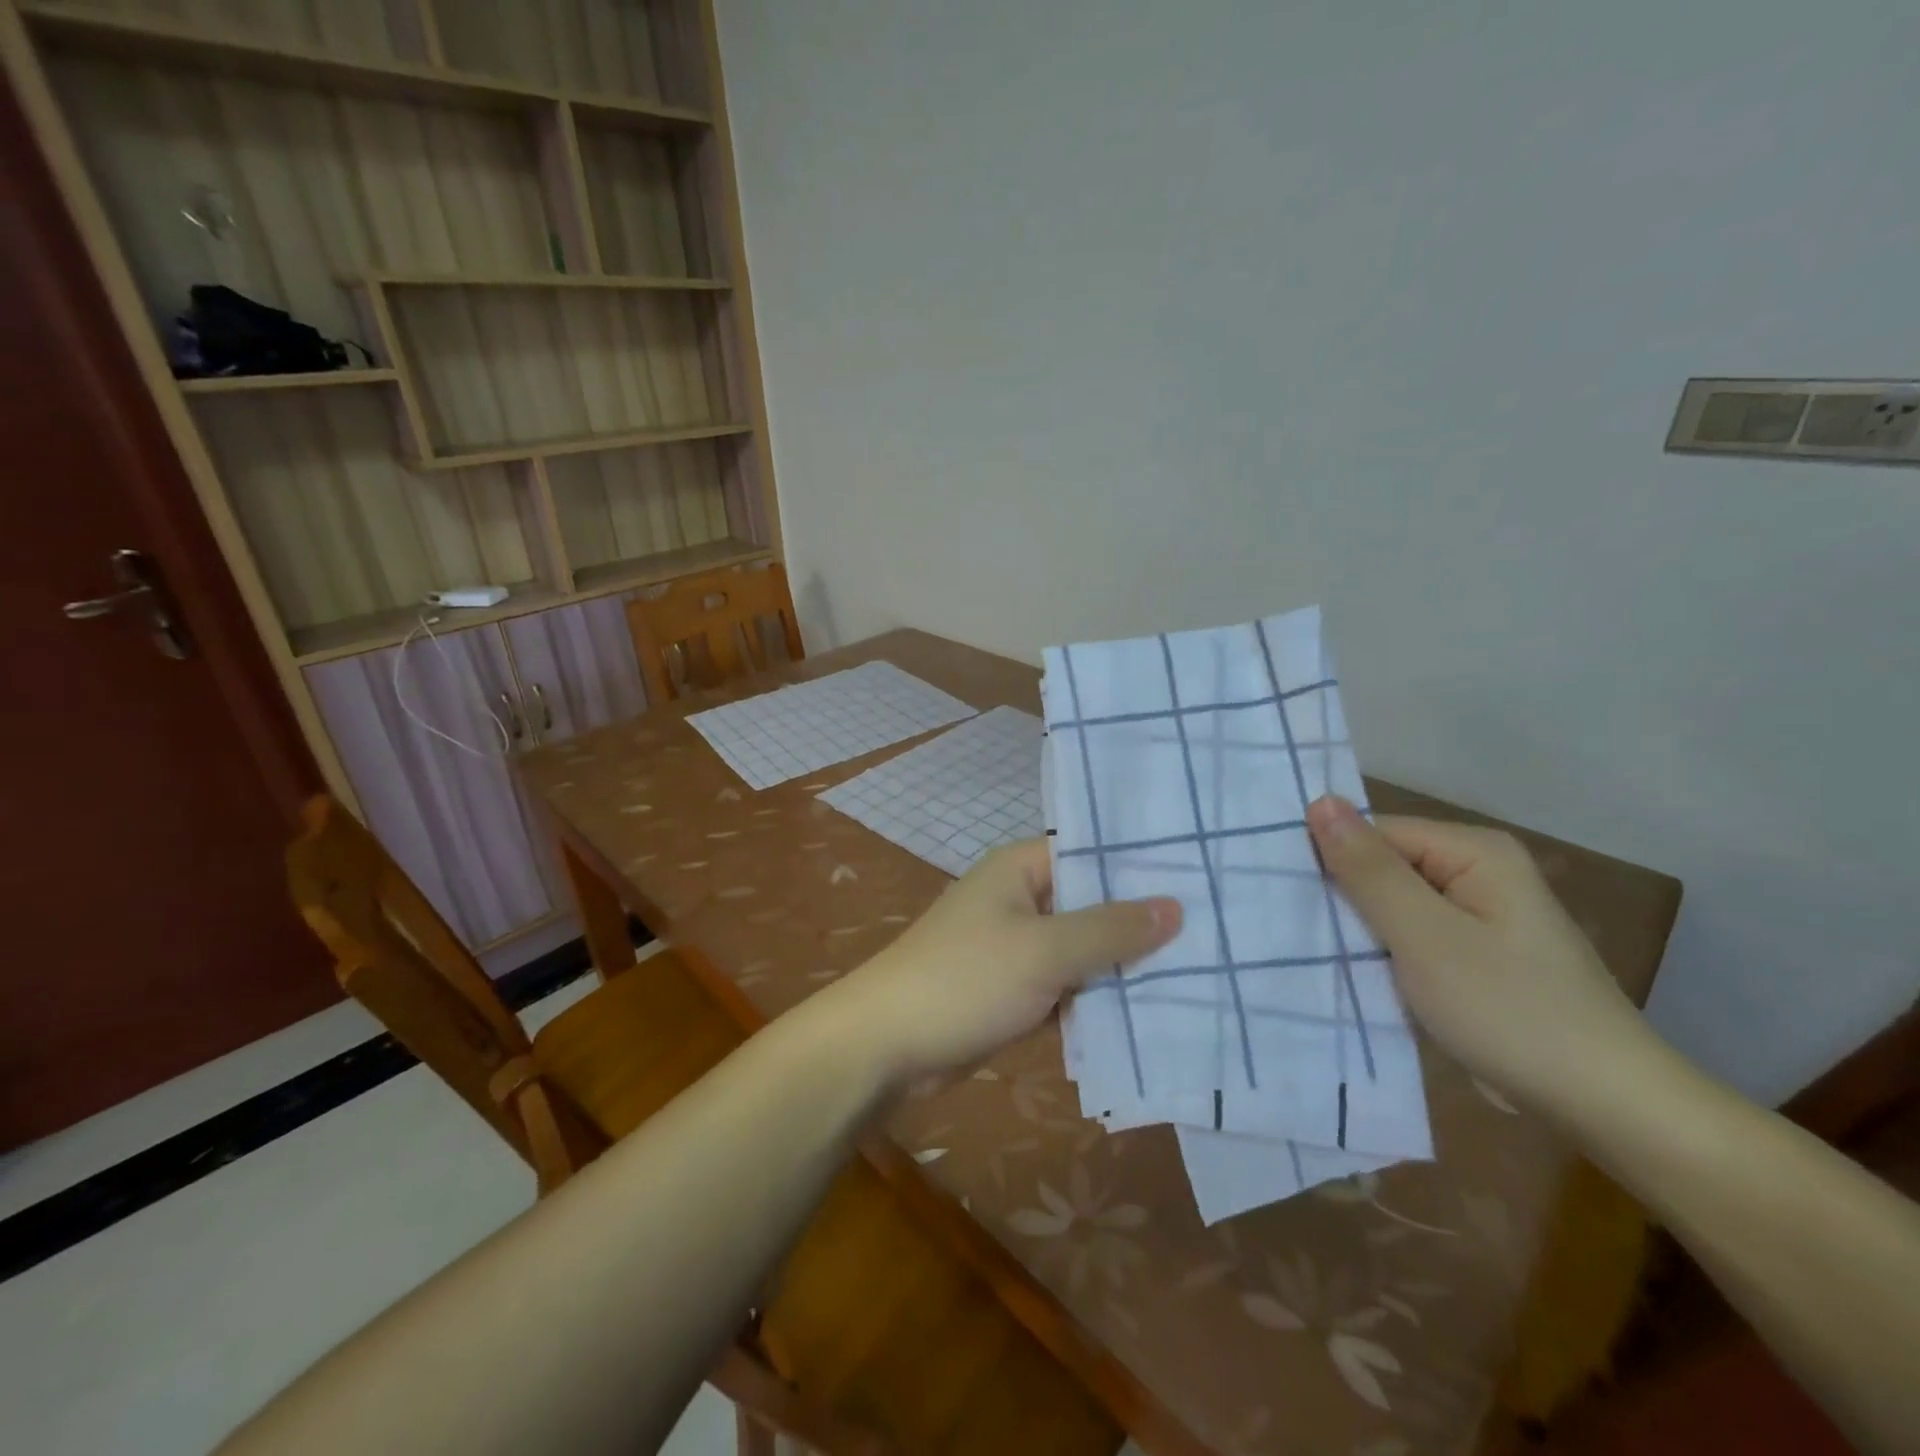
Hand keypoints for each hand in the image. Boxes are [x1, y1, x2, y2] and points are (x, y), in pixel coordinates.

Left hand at [831, 840, 1180, 1083]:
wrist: (887, 1045)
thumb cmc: (964, 979)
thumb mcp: (1043, 949)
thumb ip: (1109, 929)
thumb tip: (1174, 906)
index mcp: (1020, 869)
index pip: (1091, 853)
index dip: (1142, 865)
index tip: (1201, 877)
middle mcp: (1020, 899)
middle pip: (1092, 903)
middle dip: (1141, 922)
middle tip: (1216, 931)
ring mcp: (1017, 947)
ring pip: (1083, 950)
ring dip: (1123, 966)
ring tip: (1201, 971)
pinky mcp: (1015, 990)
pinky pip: (1068, 987)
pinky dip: (1098, 999)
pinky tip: (1152, 1013)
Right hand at [1305, 796, 1664, 1115]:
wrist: (1605, 1106)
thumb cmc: (1509, 1010)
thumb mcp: (1425, 936)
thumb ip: (1368, 869)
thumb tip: (1319, 801)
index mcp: (1474, 851)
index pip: (1373, 834)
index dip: (1329, 861)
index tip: (1285, 899)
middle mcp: (1478, 871)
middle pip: (1383, 867)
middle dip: (1342, 899)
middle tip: (1293, 931)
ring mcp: (1479, 915)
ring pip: (1392, 906)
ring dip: (1359, 930)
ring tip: (1312, 954)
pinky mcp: (1475, 954)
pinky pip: (1411, 937)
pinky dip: (1384, 954)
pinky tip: (1356, 976)